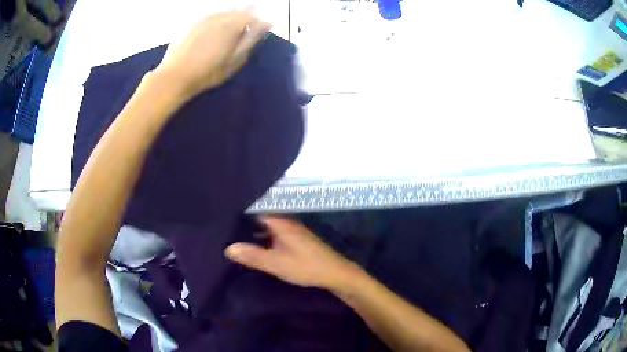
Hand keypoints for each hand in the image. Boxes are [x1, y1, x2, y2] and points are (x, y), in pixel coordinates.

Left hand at [155, 10, 270, 101]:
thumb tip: (266, 24)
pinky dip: (219, 15)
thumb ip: (251, 40)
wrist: (175, 76)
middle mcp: (219, 16)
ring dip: (234, 13)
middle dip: (249, 13)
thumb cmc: (207, 73)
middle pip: (239, 10)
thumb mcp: (234, 60)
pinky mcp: (191, 22)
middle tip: (254, 18)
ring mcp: (204, 18)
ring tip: (238, 18)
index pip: (253, 16)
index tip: (267, 25)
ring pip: (225, 10)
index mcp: (232, 25)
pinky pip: (211, 13)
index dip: (261, 20)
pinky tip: (219, 21)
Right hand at [225, 217, 361, 289]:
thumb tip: (228, 248)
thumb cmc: (305, 266)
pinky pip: (275, 235)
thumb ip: (252, 256)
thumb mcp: (276, 263)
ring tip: (235, 239)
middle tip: (225, 231)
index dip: (239, 215)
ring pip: (268, 228)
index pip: (255, 211)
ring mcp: (292, 231)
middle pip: (261, 219)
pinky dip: (264, 240)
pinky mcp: (296, 240)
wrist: (335, 273)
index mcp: (280, 222)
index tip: (223, 219)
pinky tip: (256, 248)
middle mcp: (286, 222)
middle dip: (244, 225)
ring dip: (254, 233)